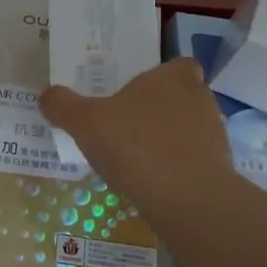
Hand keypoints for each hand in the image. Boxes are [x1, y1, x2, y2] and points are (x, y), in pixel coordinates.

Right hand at [40, 58, 232, 213]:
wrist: (188, 201)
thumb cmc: (136, 146)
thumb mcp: (85, 122)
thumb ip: (63, 105)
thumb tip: (46, 94)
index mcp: (174, 77)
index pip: (177, 65)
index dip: (160, 76)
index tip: (136, 91)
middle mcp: (200, 99)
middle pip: (180, 96)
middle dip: (157, 108)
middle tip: (126, 122)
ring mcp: (214, 135)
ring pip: (186, 129)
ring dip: (166, 139)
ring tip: (134, 156)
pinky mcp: (219, 169)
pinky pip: (191, 160)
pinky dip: (174, 167)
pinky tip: (150, 181)